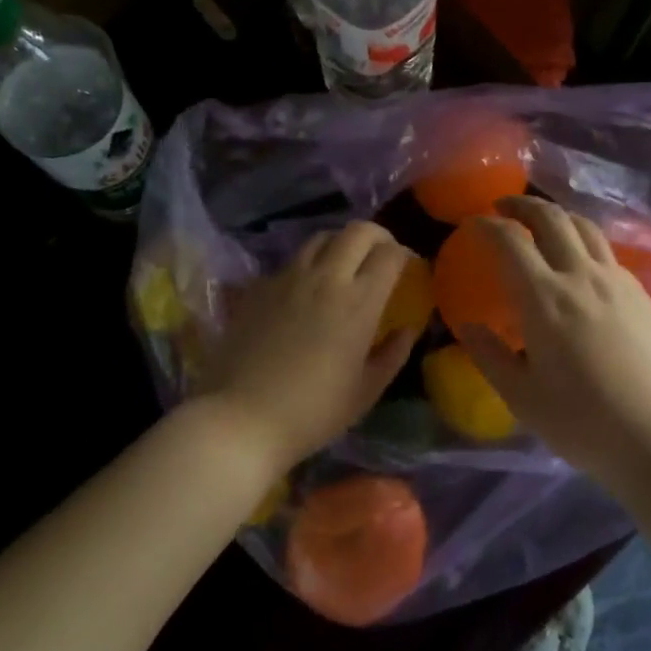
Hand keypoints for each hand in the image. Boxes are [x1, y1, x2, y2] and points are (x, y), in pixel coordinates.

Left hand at [196, 221, 417, 472]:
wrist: (241, 419)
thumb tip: (407, 329)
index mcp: (359, 302)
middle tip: (382, 255)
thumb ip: (393, 354)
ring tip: (344, 266)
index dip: (405, 254)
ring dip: (341, 244)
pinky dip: (308, 265)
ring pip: (322, 238)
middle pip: (357, 231)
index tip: (408, 268)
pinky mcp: (259, 287)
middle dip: (377, 236)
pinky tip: (306, 291)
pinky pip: (291, 261)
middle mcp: (325, 278)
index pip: (390, 254)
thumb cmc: (313, 412)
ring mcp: (288, 278)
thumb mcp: (366, 391)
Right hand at [458, 197, 650, 481]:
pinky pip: (607, 251)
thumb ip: (489, 355)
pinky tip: (581, 262)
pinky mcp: (642, 294)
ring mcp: (617, 281)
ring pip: (585, 227)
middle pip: (552, 218)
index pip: (511, 241)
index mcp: (545, 299)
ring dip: (557, 215)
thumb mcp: (522, 397)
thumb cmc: (583, 423)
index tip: (472, 224)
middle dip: (523, 205)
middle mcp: (581, 276)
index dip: (487, 226)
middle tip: (503, 208)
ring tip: (542, 223)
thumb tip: (466, 324)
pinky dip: (584, 241)